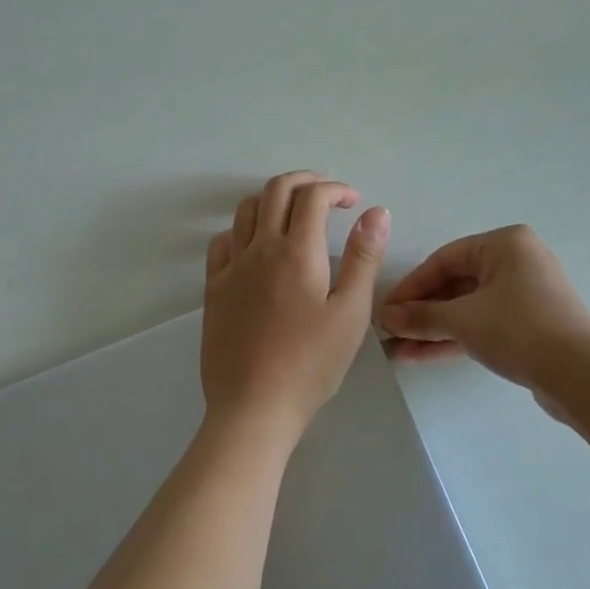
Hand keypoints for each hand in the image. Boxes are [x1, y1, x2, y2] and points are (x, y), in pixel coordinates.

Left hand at [201, 171, 389, 442]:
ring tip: (294, 214)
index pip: (312, 197)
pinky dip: (242, 229)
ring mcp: (231, 267)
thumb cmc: (311, 364)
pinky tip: (256, 246)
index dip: (335, 189)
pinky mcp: (214, 289)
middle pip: (276, 190)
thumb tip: (376, 212)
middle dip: (304, 181)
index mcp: (296, 252)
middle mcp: (259, 248)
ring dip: (272, 199)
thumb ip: (363, 258)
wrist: (253, 406)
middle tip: (327, 195)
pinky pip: (222, 242)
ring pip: (246, 210)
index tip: (353, 203)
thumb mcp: (350, 312)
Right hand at [377, 226, 589, 391]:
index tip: (385, 310)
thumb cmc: (518, 329)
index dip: (411, 286)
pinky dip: (457, 337)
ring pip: (469, 308)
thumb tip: (385, 318)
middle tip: (391, 333)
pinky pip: (484, 324)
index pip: (444, 259)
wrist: (581, 375)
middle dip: (422, 312)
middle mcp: (517, 261)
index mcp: (504, 243)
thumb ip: (421, 317)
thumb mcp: (462, 320)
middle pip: (456, 284)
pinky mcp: (530, 324)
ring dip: (435, 329)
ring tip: (400, 351)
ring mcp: (526, 294)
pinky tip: (423, 355)